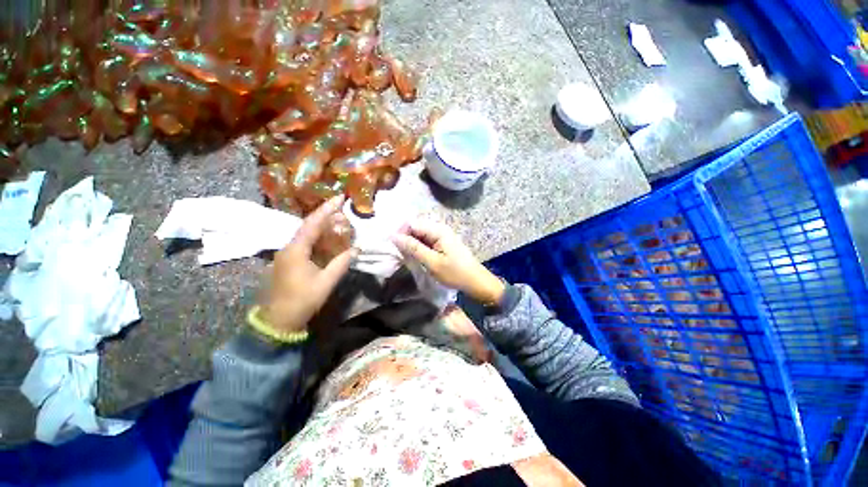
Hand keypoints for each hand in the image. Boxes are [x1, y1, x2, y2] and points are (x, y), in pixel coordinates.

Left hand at [260, 196, 357, 332]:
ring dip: (323, 228)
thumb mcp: (326, 282)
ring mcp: (287, 254)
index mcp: (296, 250)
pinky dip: (318, 239)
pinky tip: (329, 240)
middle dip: (326, 217)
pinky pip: (305, 244)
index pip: (313, 223)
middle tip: (344, 212)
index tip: (339, 197)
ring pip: (306, 235)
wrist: (278, 320)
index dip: (327, 209)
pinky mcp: (289, 261)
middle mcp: (289, 248)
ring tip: (340, 223)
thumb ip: (342, 263)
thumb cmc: (303, 300)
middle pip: (308, 226)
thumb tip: (357, 249)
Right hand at [391, 220, 504, 303]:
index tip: (394, 247)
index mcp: (438, 230)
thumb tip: (394, 236)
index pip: (412, 223)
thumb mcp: (432, 262)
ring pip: (420, 235)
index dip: (401, 233)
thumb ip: (413, 248)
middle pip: (416, 227)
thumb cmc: (454, 273)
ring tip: (408, 257)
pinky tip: (417, 257)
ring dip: (412, 244)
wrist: (475, 281)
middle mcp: (440, 228)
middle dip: (406, 238)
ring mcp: (442, 235)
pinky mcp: (443, 243)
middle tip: (401, 254)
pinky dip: (419, 247)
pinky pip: (426, 240)